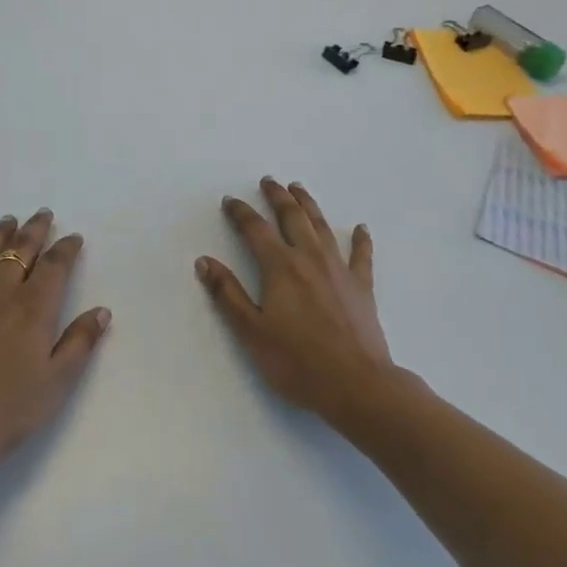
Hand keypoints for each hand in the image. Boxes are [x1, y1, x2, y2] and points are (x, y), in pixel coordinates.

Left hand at [0, 209, 110, 492]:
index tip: (74, 237)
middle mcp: (0, 293)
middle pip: (20, 251)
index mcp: (33, 307)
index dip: (66, 249)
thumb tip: (102, 310)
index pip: (55, 266)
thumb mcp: (57, 382)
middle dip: (34, 230)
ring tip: (7, 220)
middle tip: (42, 214)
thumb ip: (81, 342)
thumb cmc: (7, 412)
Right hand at [196, 178, 393, 419]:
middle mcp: (310, 258)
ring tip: (299, 188)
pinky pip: (361, 255)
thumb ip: (228, 294)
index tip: (230, 200)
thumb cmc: (298, 362)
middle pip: (292, 217)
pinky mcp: (362, 286)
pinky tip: (362, 228)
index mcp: (280, 267)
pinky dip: (361, 239)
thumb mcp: (252, 332)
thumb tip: (204, 261)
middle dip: (278, 197)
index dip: (240, 212)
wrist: (358, 385)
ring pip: (322, 226)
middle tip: (269, 181)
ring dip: (309, 205)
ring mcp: (339, 269)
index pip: (255, 229)